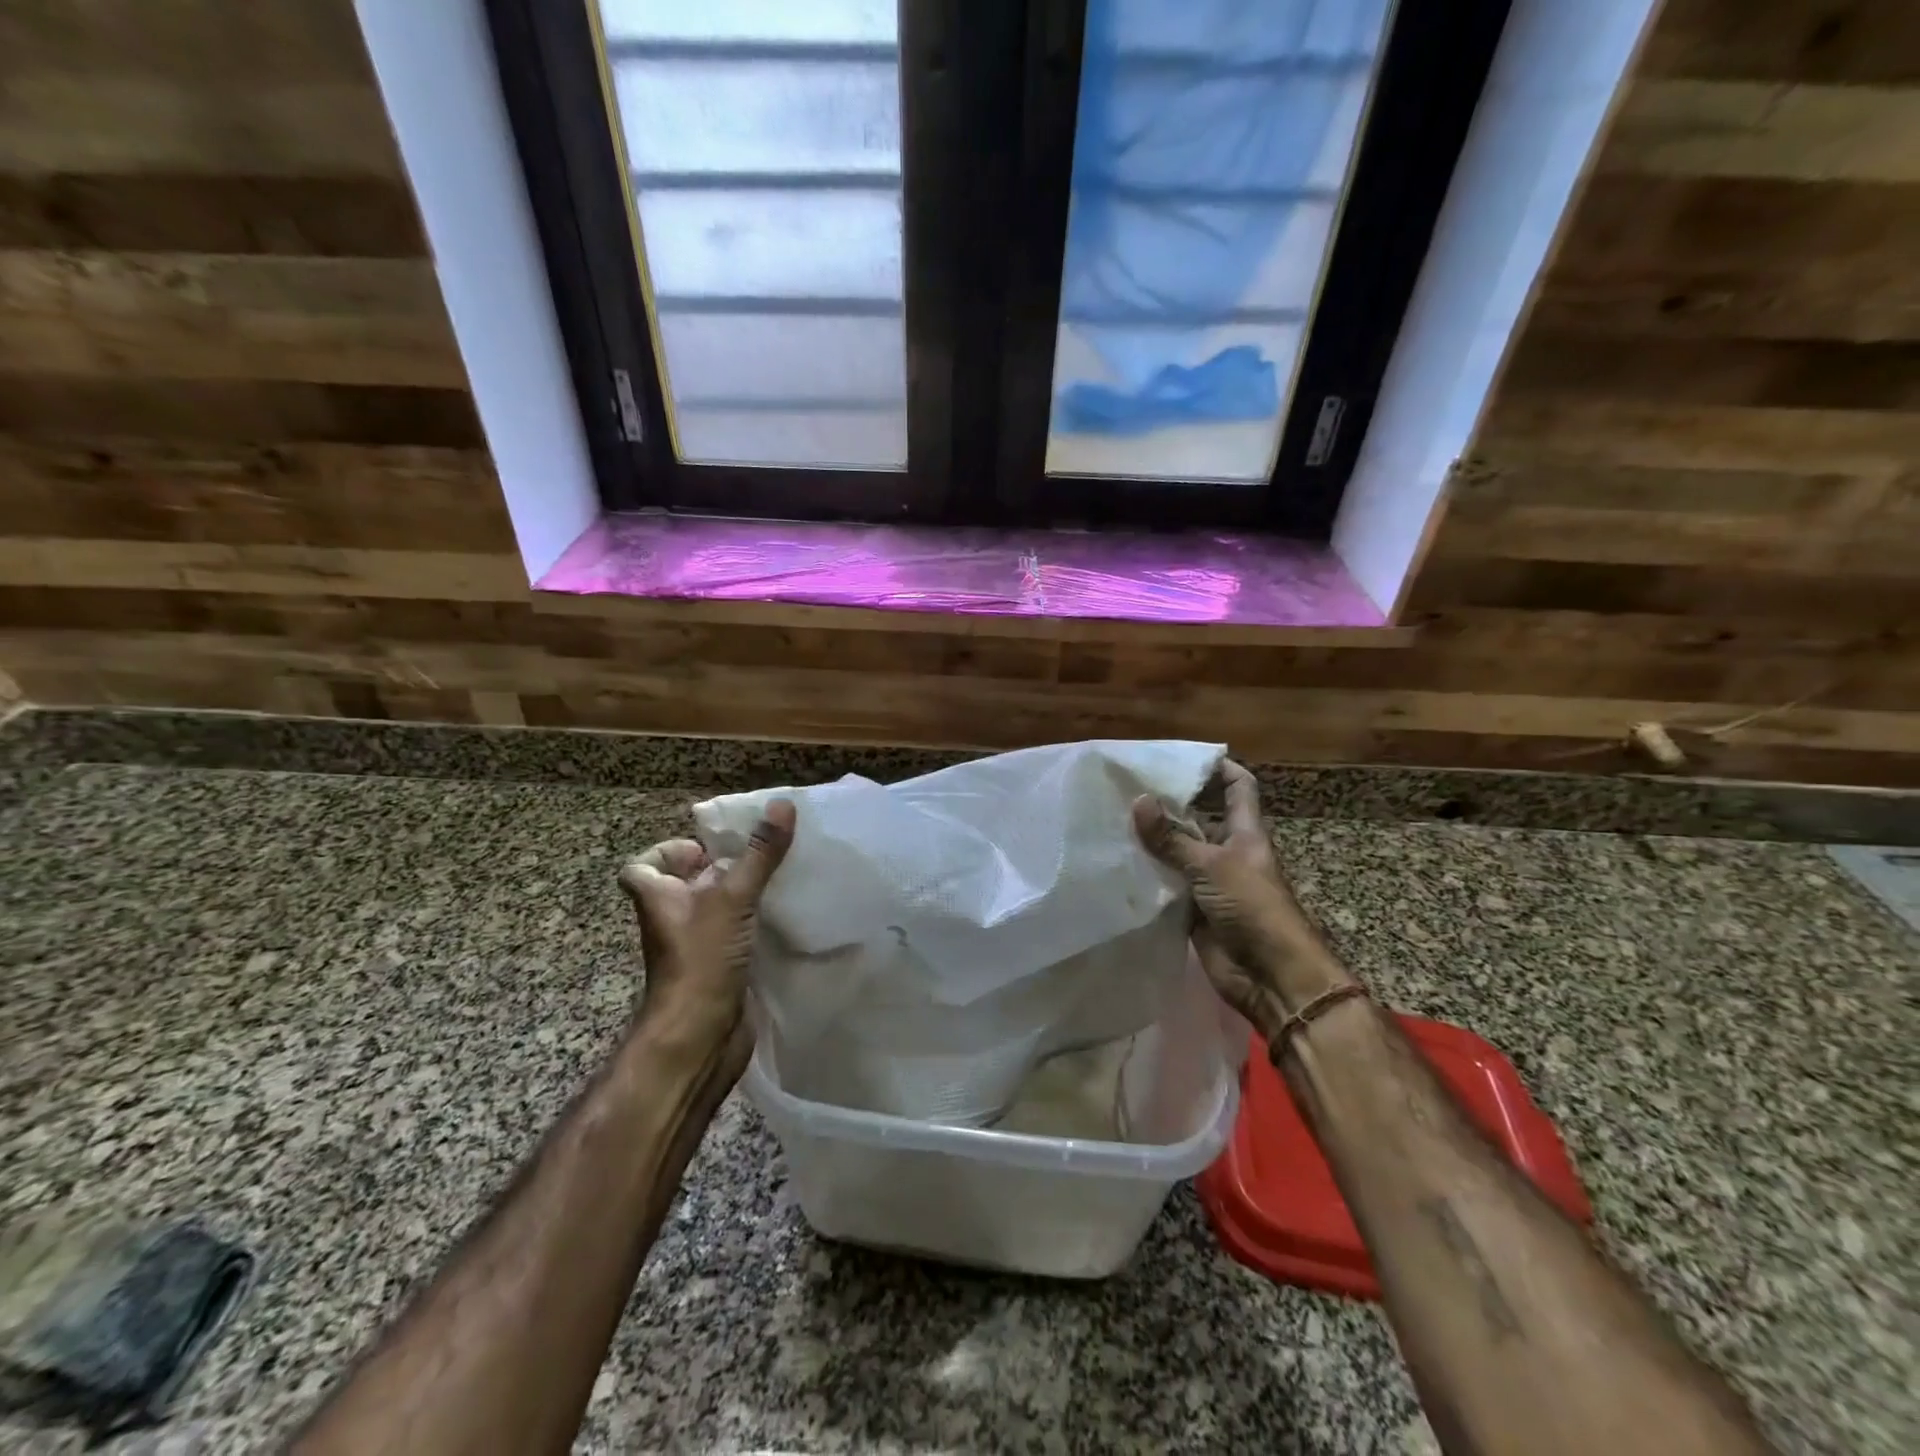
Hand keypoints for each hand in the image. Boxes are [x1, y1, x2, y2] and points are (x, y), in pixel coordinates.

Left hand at [618, 800, 795, 1049]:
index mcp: (658, 897)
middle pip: (686, 883)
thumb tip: (782, 804)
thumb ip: (759, 854)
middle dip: (719, 867)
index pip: (641, 867)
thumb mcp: (732, 898)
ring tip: (778, 877)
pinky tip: (783, 914)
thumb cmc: (701, 960)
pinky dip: (753, 923)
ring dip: (741, 894)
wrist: (700, 1037)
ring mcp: (696, 945)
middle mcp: (672, 918)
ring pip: (714, 908)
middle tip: (758, 854)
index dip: (667, 852)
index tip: (706, 848)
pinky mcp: (719, 966)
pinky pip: (734, 933)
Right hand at [1131, 761, 1352, 1029]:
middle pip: (1199, 819)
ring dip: (1152, 844)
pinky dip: (1148, 878)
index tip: (1182, 756)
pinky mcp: (1194, 911)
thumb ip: (1172, 838)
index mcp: (1244, 832)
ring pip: (1178, 854)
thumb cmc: (1252, 908)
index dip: (1218, 768)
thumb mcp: (1211, 865)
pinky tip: (1117, 865)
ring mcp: (1210, 883)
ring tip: (1111, 821)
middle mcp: (1227, 852)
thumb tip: (1138, 800)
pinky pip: (1168, 887)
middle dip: (1168, 806)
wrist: (1270, 976)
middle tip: (1125, 789)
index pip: (1238, 788)